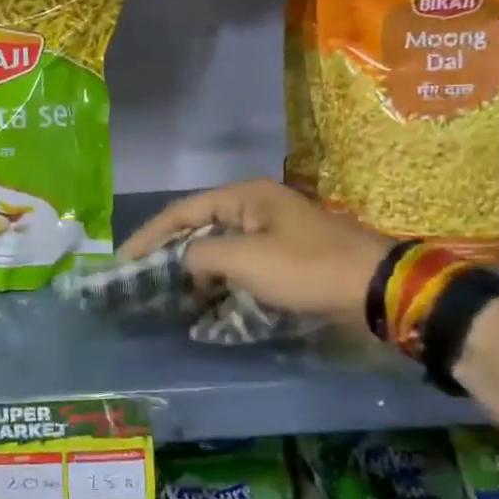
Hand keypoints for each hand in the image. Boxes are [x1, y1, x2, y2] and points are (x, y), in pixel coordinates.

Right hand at [120, 179, 392, 330]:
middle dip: (169, 252)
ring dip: (193, 269)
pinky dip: (218, 280)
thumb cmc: (306, 268)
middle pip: (198, 227)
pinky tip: (204, 300)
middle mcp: (255, 207)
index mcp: (244, 197)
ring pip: (219, 247)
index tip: (124, 262)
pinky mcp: (285, 256)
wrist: (375, 289)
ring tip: (166, 292)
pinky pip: (239, 264)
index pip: (182, 211)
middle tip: (141, 277)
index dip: (149, 236)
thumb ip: (201, 256)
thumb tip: (182, 262)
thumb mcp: (246, 259)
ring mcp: (272, 232)